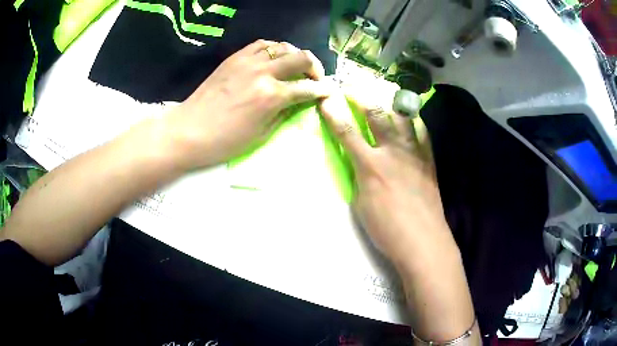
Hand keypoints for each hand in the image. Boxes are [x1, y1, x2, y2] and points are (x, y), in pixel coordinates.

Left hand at [165, 40, 332, 168]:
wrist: (188, 131)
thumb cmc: (225, 141)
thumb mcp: (261, 135)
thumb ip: (284, 113)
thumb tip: (299, 101)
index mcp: (272, 96)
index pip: (307, 88)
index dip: (322, 90)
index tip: (329, 91)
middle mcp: (263, 72)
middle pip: (301, 57)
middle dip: (315, 67)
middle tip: (315, 77)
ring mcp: (247, 61)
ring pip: (282, 46)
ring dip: (295, 55)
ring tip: (294, 66)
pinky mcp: (234, 58)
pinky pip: (261, 44)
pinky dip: (273, 49)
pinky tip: (273, 58)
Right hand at [319, 92, 452, 263]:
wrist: (423, 240)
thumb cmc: (387, 229)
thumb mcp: (361, 204)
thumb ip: (359, 177)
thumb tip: (360, 162)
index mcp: (371, 166)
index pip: (347, 132)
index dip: (334, 113)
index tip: (326, 98)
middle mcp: (393, 152)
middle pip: (377, 114)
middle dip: (362, 97)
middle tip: (353, 87)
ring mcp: (414, 153)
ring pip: (403, 117)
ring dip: (390, 102)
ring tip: (384, 94)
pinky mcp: (428, 159)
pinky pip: (422, 132)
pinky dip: (414, 120)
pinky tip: (410, 117)